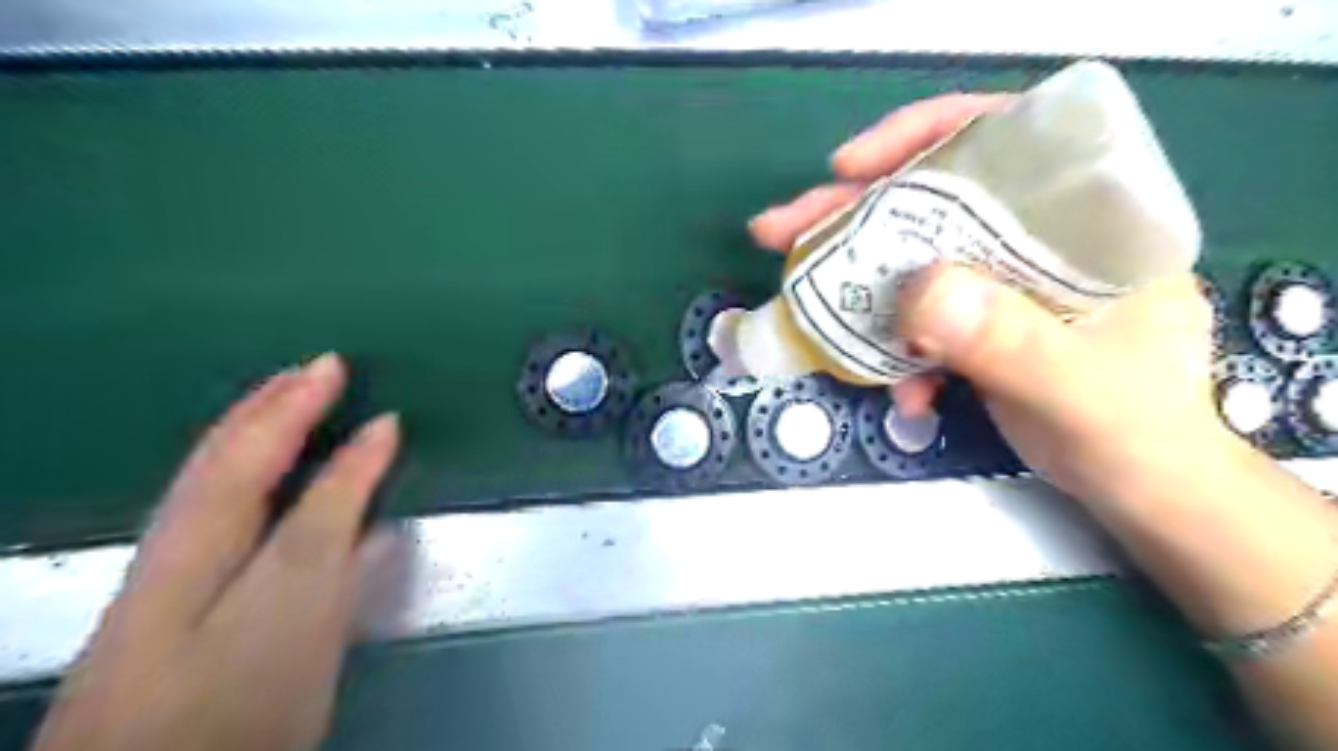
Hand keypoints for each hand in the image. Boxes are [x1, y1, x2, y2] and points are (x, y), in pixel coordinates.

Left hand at [31, 355, 399, 750]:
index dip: (303, 408)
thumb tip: (378, 435)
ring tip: (295, 404)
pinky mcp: (196, 608)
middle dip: (271, 406)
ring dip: (261, 435)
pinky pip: (229, 514)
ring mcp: (183, 578)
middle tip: (316, 368)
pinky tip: (287, 489)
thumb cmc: (235, 693)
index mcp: (205, 532)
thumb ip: (335, 509)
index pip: (260, 448)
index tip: (351, 375)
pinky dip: (259, 480)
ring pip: (221, 484)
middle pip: (226, 458)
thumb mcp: (297, 593)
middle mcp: (185, 543)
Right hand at [748, 91, 1225, 503]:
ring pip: (913, 257)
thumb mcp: (1076, 388)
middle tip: (781, 230)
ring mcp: (1001, 282)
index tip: (851, 168)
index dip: (921, 138)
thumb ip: (1008, 341)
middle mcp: (1037, 237)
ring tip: (803, 300)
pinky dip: (892, 346)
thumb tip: (917, 293)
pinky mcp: (977, 322)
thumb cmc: (1134, 432)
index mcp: (1085, 220)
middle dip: (853, 213)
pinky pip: (915, 315)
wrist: (1139, 488)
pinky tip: (897, 388)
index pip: (1003, 139)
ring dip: (856, 281)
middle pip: (933, 199)